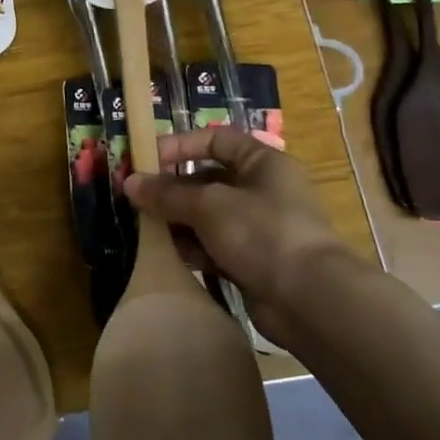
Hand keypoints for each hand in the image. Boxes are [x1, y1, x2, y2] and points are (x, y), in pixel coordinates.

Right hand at [125, 127, 345, 342]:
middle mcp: (263, 191)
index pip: (217, 140)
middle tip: (137, 200)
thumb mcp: (208, 205)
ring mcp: (260, 228)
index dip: (181, 145)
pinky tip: (169, 255)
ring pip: (209, 217)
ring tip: (147, 229)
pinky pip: (215, 247)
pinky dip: (194, 249)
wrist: (309, 299)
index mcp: (263, 163)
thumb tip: (130, 183)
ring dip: (179, 222)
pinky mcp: (254, 262)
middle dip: (173, 190)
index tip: (147, 159)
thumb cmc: (261, 232)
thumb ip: (167, 194)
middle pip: (209, 180)